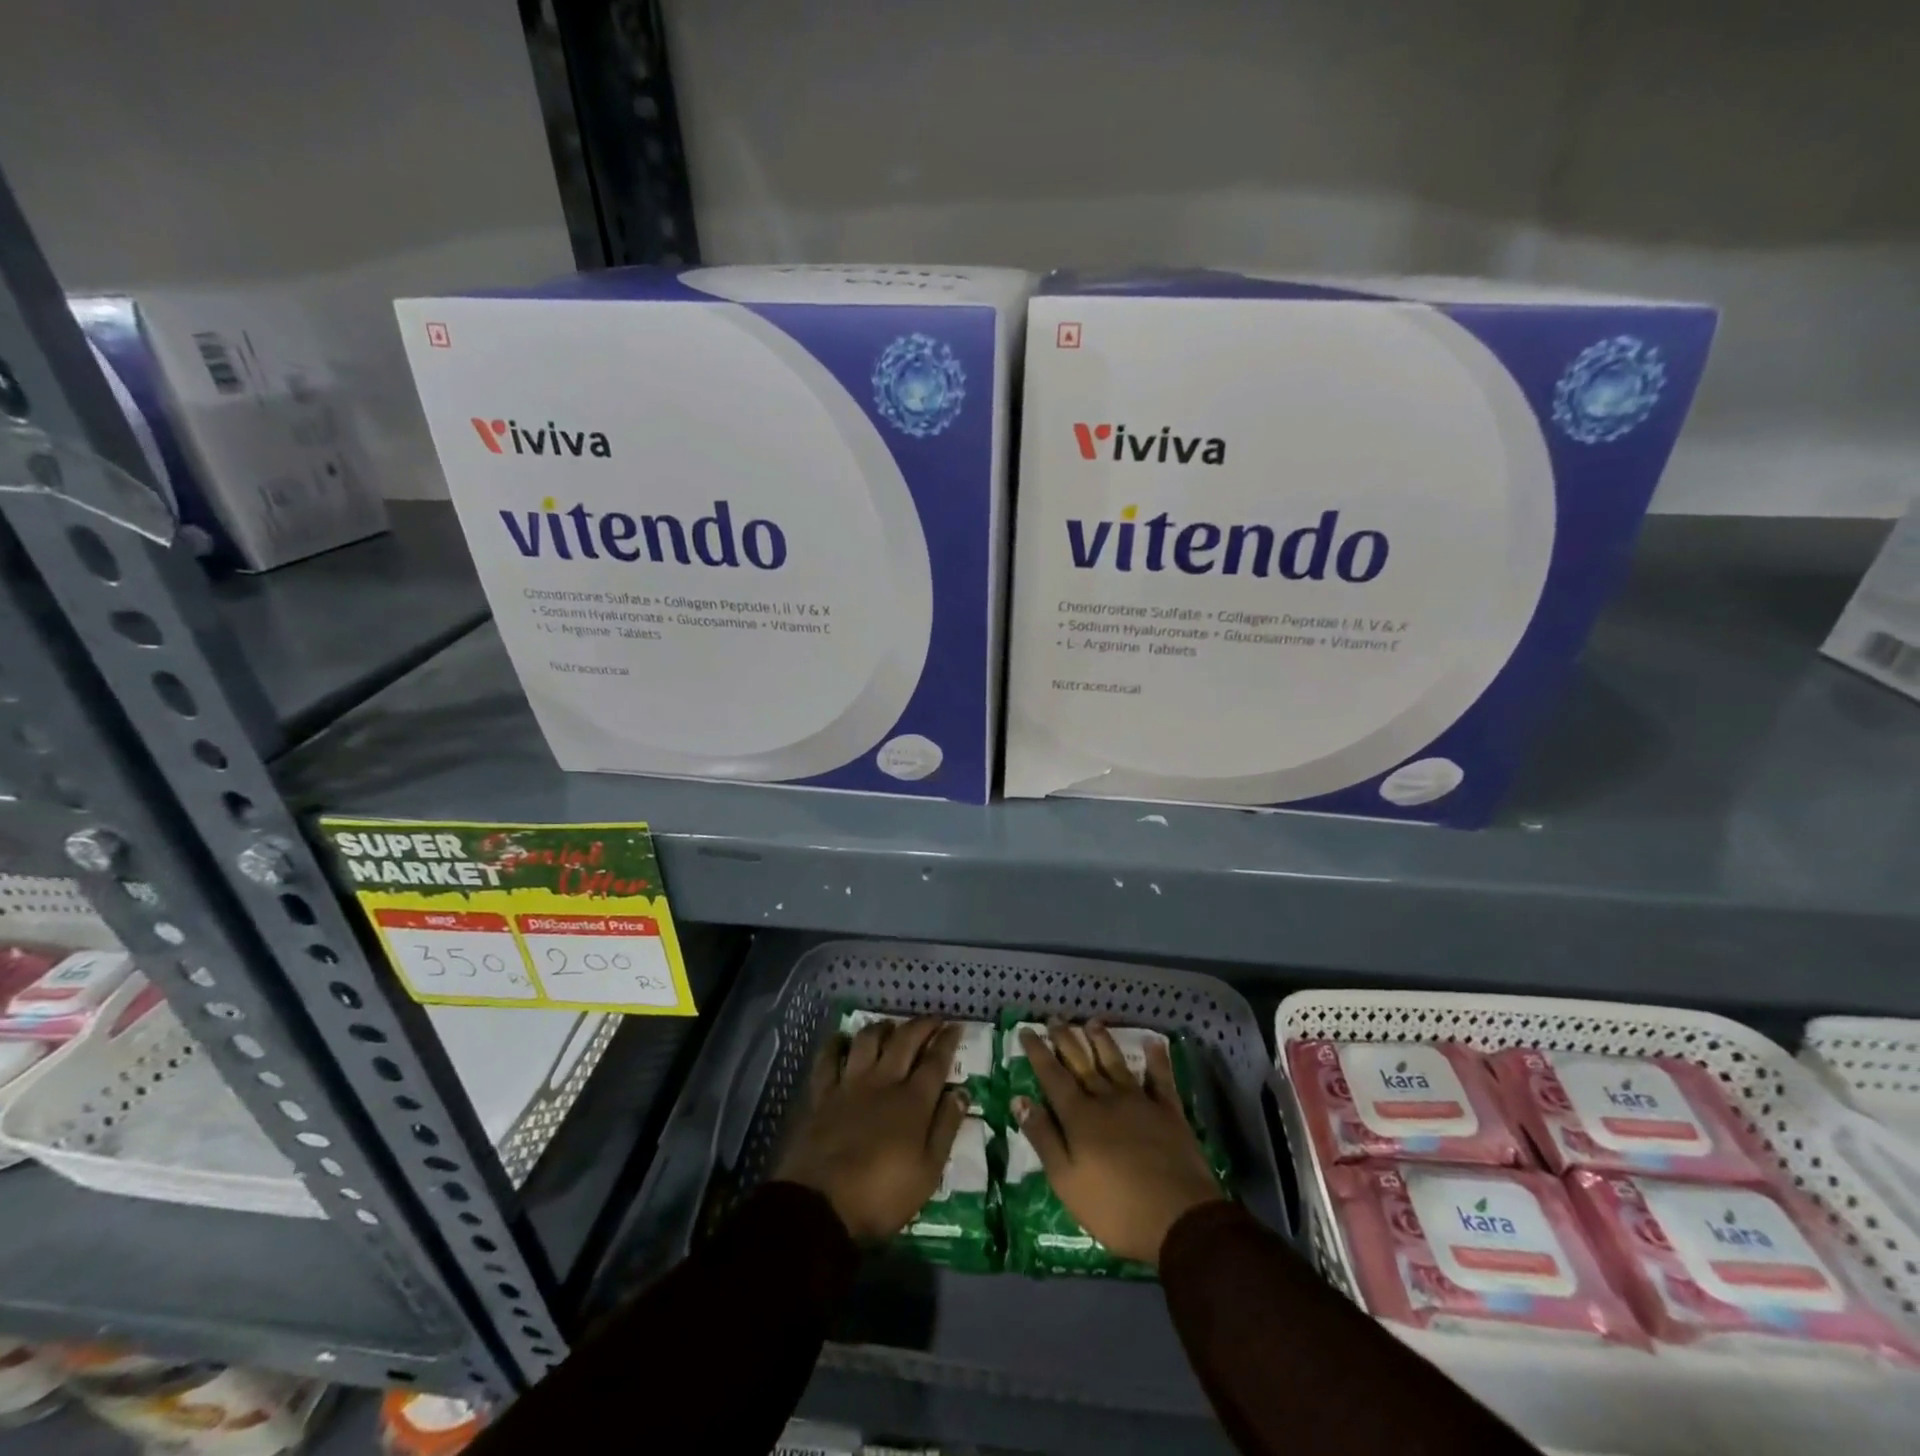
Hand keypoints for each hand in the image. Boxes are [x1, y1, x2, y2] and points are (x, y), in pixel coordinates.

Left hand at [776, 1017, 967, 1243]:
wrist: (821, 1205)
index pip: (935, 1062)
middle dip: (921, 1026)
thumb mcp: (928, 1172)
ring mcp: (850, 1085)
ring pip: (868, 1041)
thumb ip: (945, 1128)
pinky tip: (842, 1040)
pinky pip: (828, 1060)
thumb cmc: (882, 1195)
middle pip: (905, 1041)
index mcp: (913, 1102)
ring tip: (891, 1027)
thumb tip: (961, 1093)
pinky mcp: (823, 1095)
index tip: (956, 1026)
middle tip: (932, 1020)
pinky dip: (836, 1045)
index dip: (947, 1041)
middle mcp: (883, 1082)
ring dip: (882, 1028)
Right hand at [1015, 1021, 1223, 1265]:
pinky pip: (1161, 1078)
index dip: (1038, 1053)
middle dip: (1066, 1040)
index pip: (1052, 1076)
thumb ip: (1043, 1138)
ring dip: (1103, 1041)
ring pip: (1116, 1063)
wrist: (1179, 1219)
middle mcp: (1107, 1099)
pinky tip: (1153, 1042)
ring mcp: (1140, 1102)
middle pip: (1082, 1063)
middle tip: (1055, 1019)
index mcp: (1079, 1117)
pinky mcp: (1169, 1112)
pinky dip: (1157, 1059)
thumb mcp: (1066, 1181)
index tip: (1026, 1031)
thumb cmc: (1115, 1208)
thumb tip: (1020, 1099)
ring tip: (1092, 1022)